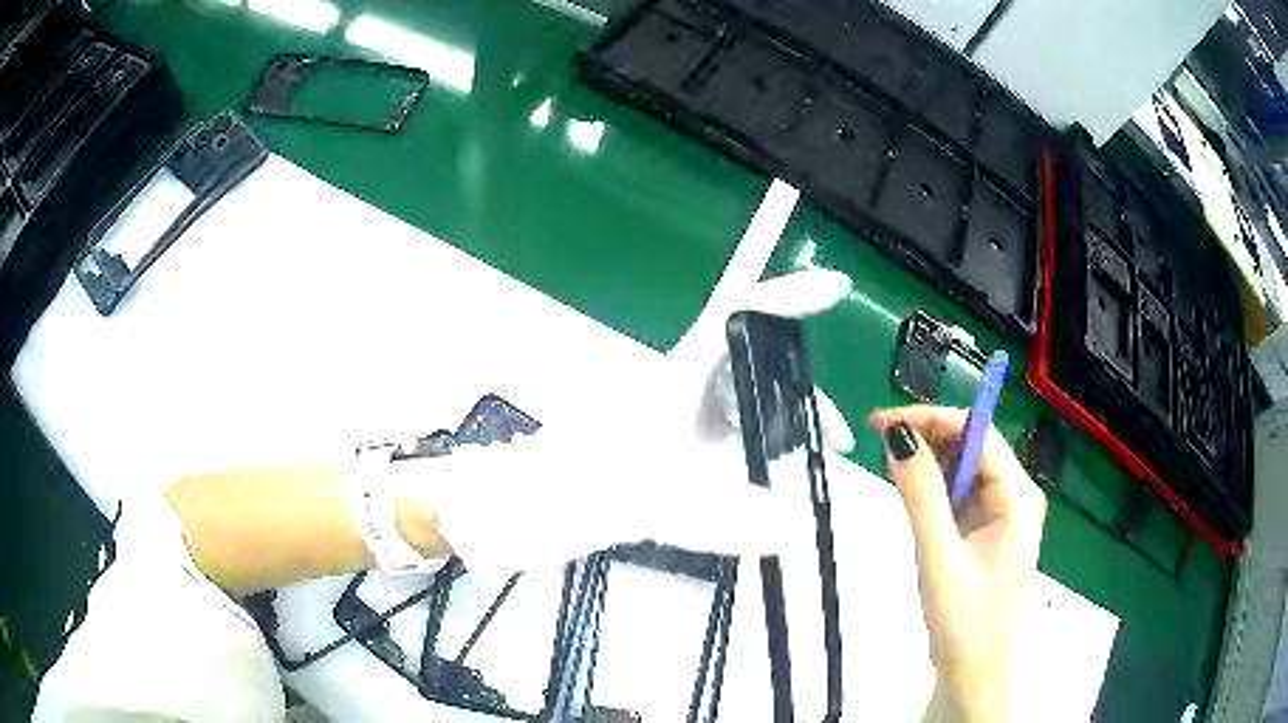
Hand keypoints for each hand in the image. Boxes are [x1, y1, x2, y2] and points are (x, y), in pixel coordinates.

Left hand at [397, 269, 855, 575]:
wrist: (520, 504)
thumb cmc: (570, 486)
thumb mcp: (647, 502)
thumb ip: (721, 520)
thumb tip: (793, 527)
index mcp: (677, 378)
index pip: (739, 319)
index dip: (788, 298)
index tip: (835, 288)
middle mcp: (681, 388)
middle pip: (757, 370)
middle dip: (803, 398)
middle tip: (836, 444)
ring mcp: (675, 417)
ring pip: (743, 407)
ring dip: (782, 430)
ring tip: (809, 468)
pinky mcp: (668, 445)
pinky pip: (726, 439)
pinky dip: (756, 456)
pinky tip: (768, 486)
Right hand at [867, 405, 1046, 722]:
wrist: (978, 675)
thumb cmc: (966, 622)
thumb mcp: (939, 557)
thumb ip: (920, 495)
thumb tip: (898, 435)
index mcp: (1018, 496)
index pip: (977, 432)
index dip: (931, 419)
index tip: (883, 423)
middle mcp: (1016, 497)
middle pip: (972, 447)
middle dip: (928, 440)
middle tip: (881, 448)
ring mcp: (1003, 516)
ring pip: (965, 472)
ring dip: (929, 466)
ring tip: (892, 473)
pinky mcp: (988, 534)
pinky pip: (961, 498)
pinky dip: (935, 492)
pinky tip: (913, 500)